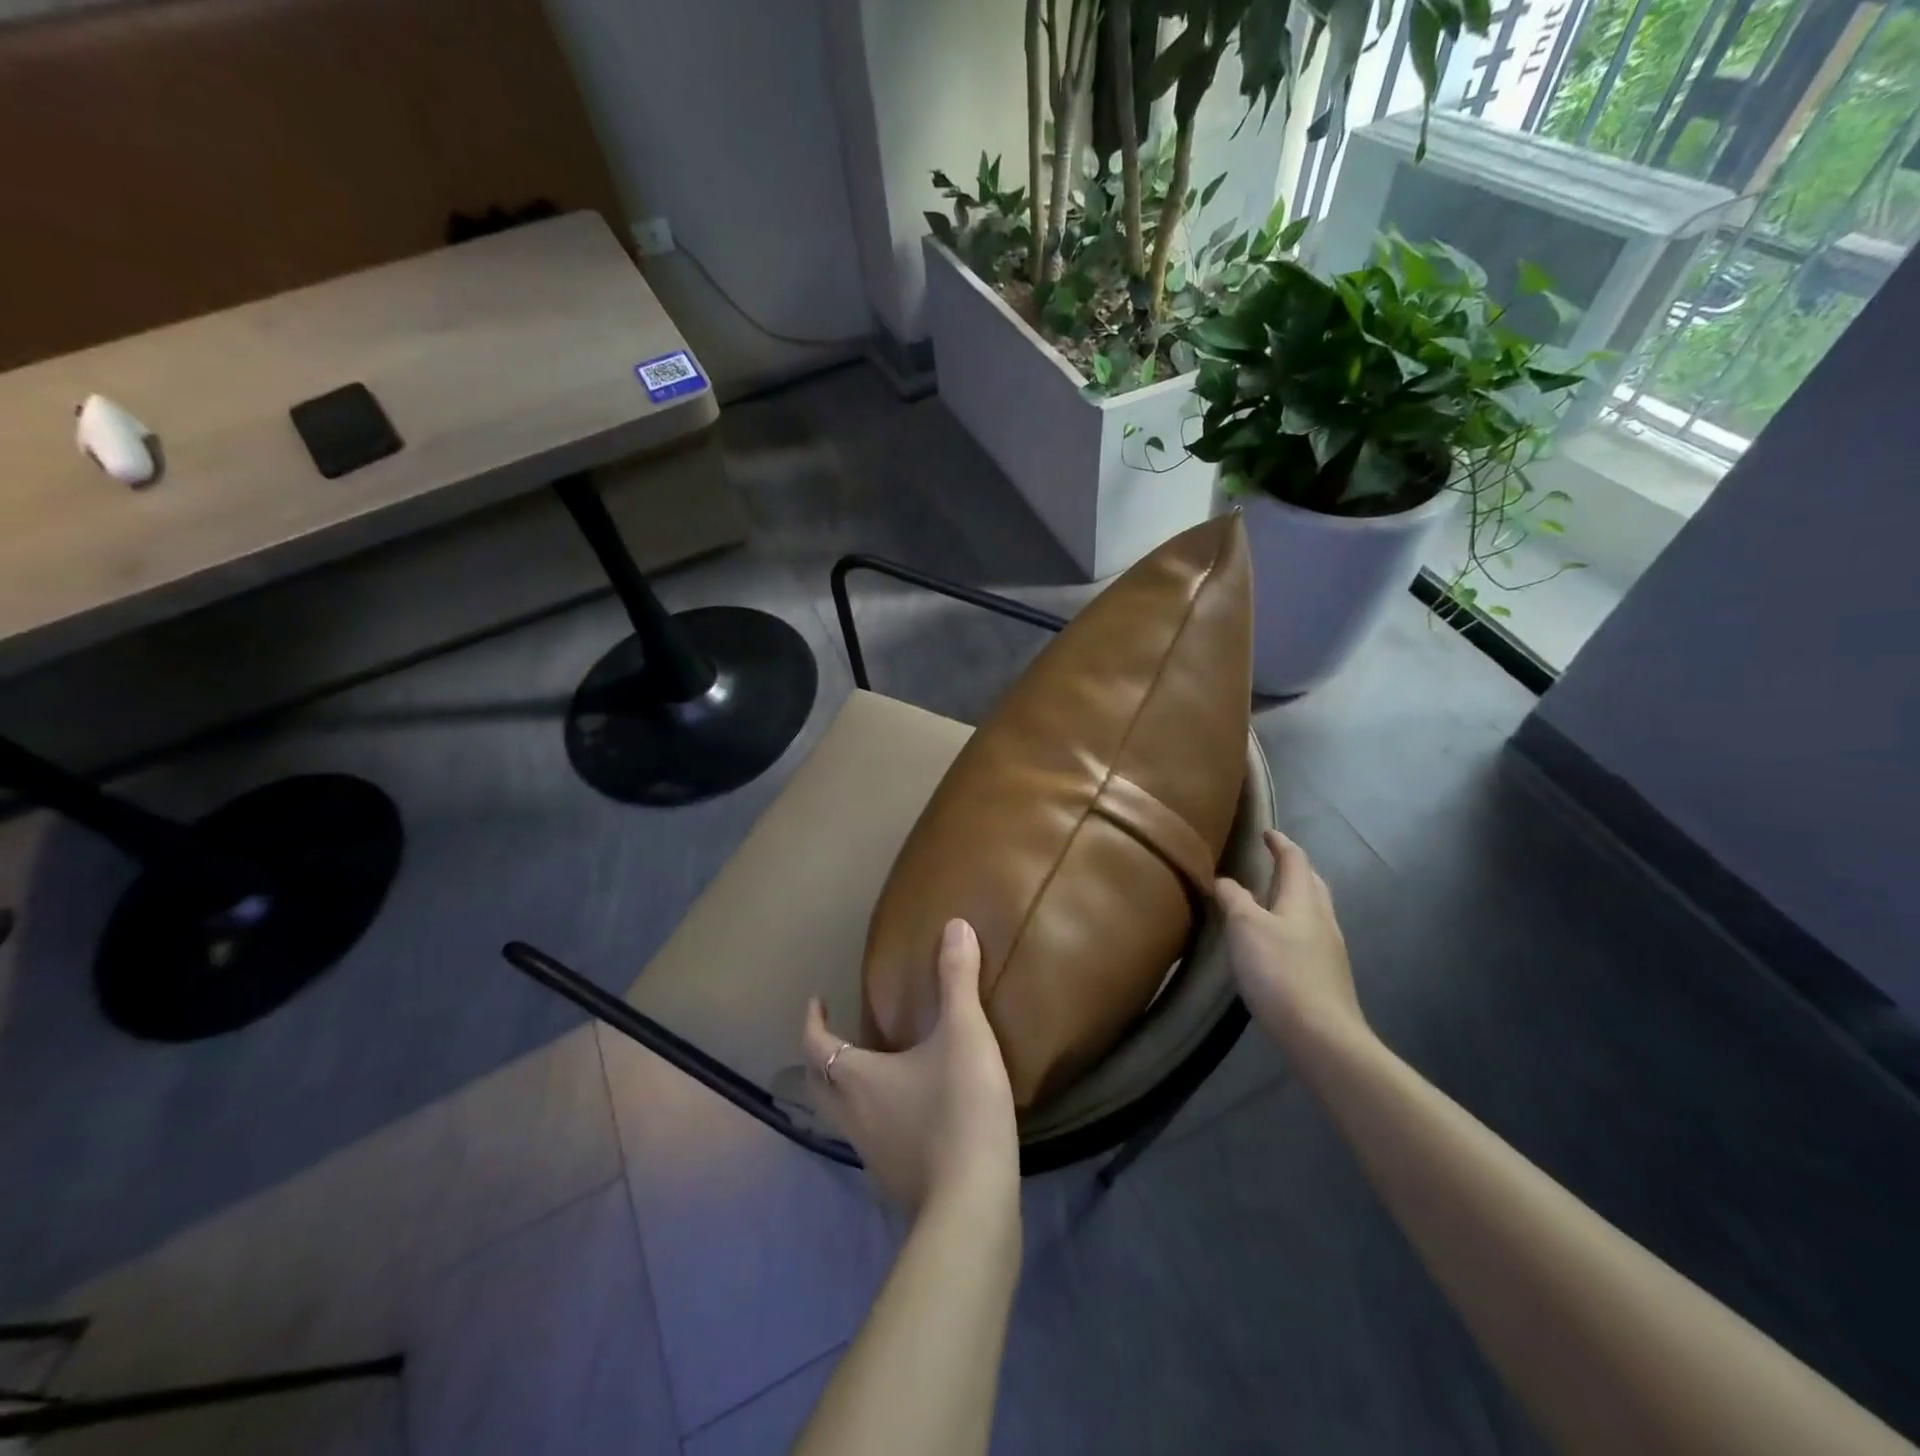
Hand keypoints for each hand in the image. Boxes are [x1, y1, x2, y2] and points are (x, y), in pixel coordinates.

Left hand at [803, 919, 1018, 1215]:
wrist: (974, 1203)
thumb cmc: (959, 1108)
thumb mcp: (964, 1034)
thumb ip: (957, 980)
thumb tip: (955, 925)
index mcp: (857, 1079)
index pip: (815, 1046)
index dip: (812, 1021)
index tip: (816, 1000)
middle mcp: (852, 1118)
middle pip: (819, 1086)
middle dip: (819, 1058)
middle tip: (835, 1036)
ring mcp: (871, 1157)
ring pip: (842, 1117)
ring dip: (845, 1090)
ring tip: (871, 1071)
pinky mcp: (895, 1183)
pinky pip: (871, 1142)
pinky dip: (875, 1121)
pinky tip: (906, 1117)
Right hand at [1215, 830, 1368, 1062]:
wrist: (1321, 1035)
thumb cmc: (1279, 971)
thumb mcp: (1245, 927)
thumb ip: (1234, 899)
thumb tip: (1224, 880)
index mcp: (1304, 899)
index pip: (1295, 859)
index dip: (1280, 843)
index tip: (1266, 832)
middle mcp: (1322, 918)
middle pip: (1311, 883)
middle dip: (1293, 868)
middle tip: (1271, 861)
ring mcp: (1329, 949)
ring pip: (1312, 910)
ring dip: (1294, 897)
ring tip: (1270, 898)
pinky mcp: (1327, 975)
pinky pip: (1309, 935)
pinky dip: (1293, 924)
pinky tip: (1277, 941)